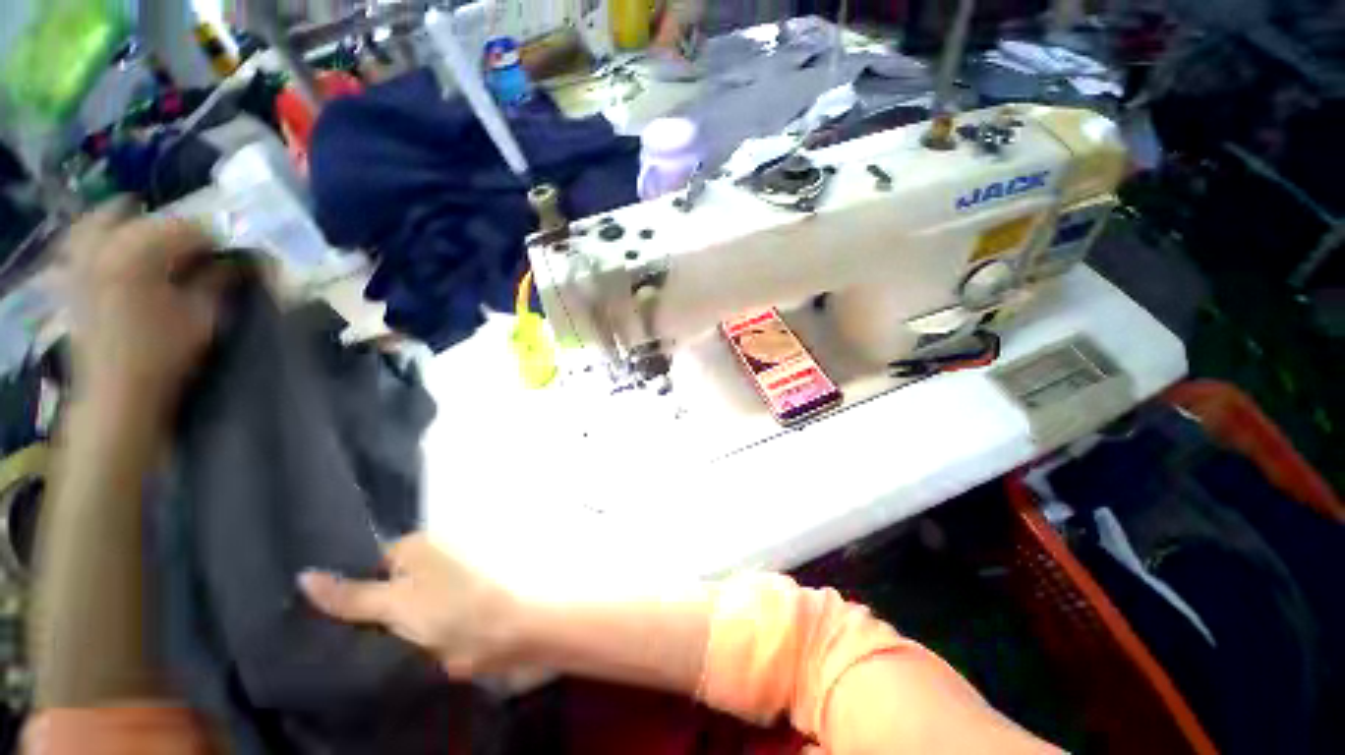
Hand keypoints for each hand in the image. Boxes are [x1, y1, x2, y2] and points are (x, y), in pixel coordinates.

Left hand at [63, 199, 227, 420]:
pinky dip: (97, 236)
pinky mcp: (70, 278)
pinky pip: (78, 241)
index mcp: (140, 252)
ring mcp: (80, 260)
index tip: (231, 254)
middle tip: (193, 249)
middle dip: (172, 229)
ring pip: (102, 221)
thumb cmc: (164, 352)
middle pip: (144, 218)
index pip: (187, 227)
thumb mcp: (203, 316)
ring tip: (151, 238)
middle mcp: (105, 245)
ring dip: (129, 223)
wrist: (116, 392)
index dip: (214, 238)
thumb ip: (219, 281)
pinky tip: (112, 246)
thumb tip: (241, 260)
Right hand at [299, 535, 522, 677]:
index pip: (360, 562)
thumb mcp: (395, 602)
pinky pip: (389, 627)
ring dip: (354, 626)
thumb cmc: (452, 609)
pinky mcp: (427, 619)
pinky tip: (339, 655)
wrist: (499, 637)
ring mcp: (421, 593)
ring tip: (307, 645)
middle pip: (367, 586)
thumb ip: (351, 594)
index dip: (331, 584)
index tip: (292, 607)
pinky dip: (371, 639)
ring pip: (376, 609)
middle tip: (294, 631)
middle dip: (340, 608)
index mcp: (413, 548)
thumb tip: (303, 574)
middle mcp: (417, 565)